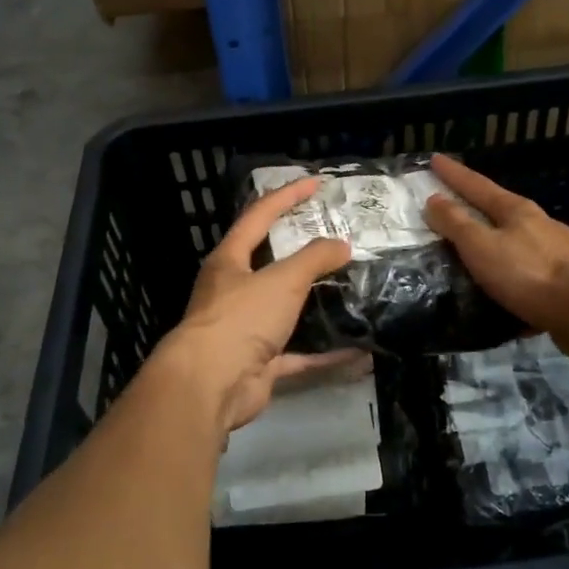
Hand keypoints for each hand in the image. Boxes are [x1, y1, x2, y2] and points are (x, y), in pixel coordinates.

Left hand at [156, 176, 357, 435]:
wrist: (210, 385)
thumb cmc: (241, 318)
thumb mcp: (282, 279)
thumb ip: (314, 258)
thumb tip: (342, 245)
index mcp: (230, 260)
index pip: (259, 215)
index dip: (287, 196)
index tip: (316, 183)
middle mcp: (234, 290)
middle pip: (271, 262)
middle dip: (302, 249)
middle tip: (337, 237)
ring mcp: (246, 329)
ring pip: (286, 309)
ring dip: (316, 303)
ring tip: (349, 288)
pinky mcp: (260, 363)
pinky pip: (300, 354)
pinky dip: (326, 353)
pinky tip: (358, 352)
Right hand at [424, 154, 568, 335]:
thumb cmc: (528, 273)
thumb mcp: (481, 246)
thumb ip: (457, 224)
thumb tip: (434, 199)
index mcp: (516, 210)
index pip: (477, 185)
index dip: (454, 174)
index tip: (435, 159)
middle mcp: (539, 224)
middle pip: (500, 209)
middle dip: (476, 206)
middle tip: (452, 206)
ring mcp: (556, 251)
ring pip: (517, 241)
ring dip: (495, 242)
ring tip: (475, 253)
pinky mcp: (565, 281)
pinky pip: (529, 271)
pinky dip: (511, 274)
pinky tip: (504, 289)